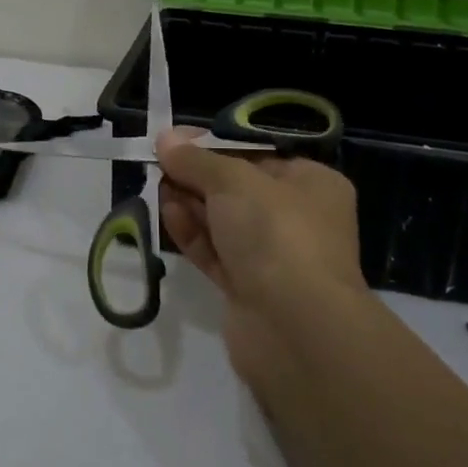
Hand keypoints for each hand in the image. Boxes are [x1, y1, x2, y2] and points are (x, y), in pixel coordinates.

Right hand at [155, 127, 361, 384]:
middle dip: (197, 176)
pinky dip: (192, 234)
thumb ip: (197, 160)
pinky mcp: (248, 289)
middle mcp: (297, 218)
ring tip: (156, 186)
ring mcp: (273, 257)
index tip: (176, 139)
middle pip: (237, 188)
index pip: (259, 155)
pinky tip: (167, 215)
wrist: (295, 328)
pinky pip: (215, 253)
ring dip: (190, 203)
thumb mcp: (234, 181)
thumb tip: (166, 138)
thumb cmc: (276, 233)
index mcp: (311, 184)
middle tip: (158, 163)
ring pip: (223, 222)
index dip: (215, 145)